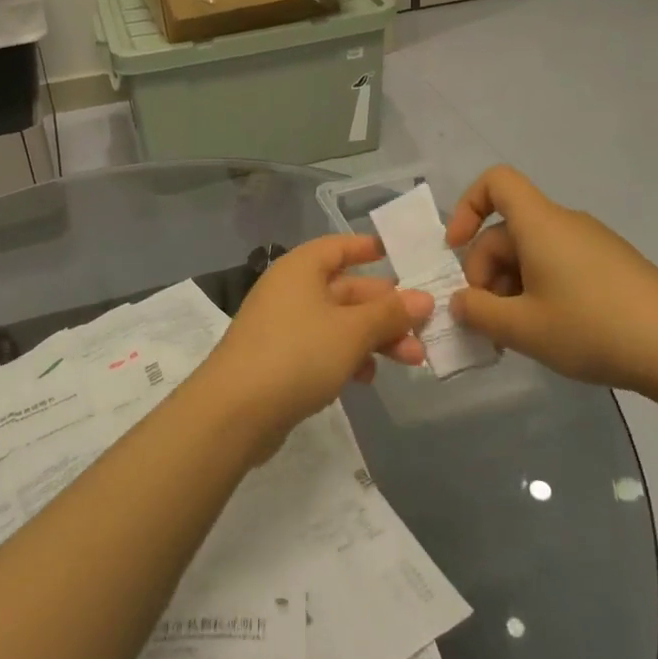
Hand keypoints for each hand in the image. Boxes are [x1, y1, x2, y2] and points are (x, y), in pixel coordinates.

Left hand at [197, 236, 430, 459]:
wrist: (235, 411)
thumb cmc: (298, 354)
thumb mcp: (352, 331)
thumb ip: (389, 314)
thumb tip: (423, 298)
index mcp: (301, 269)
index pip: (338, 247)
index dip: (366, 249)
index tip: (397, 255)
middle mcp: (290, 290)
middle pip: (345, 290)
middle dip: (385, 309)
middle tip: (423, 327)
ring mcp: (282, 326)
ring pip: (338, 322)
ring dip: (373, 338)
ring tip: (411, 359)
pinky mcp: (279, 360)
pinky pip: (322, 347)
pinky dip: (347, 357)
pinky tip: (366, 378)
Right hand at [445, 166, 657, 395]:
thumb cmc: (593, 328)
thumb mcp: (522, 328)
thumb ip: (478, 312)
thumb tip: (460, 302)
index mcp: (540, 223)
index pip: (496, 182)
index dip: (467, 207)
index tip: (456, 249)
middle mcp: (565, 224)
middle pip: (508, 230)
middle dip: (485, 271)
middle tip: (487, 321)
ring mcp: (593, 245)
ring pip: (532, 253)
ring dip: (511, 288)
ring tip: (515, 335)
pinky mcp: (613, 268)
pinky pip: (559, 266)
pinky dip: (540, 291)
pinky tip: (550, 332)